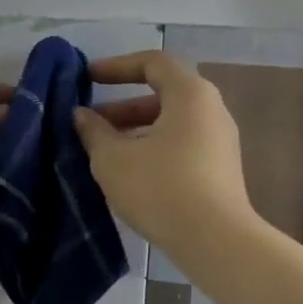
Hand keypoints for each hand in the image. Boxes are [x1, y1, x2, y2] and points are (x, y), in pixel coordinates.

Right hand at [72, 51, 254, 253]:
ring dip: (135, 131)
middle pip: (163, 94)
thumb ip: (94, 132)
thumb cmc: (160, 188)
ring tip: (103, 152)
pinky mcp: (220, 170)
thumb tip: (82, 116)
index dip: (116, 66)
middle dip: (122, 107)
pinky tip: (129, 173)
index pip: (152, 62)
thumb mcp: (113, 159)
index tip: (87, 78)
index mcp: (190, 95)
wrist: (215, 241)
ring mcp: (220, 141)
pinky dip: (153, 148)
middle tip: (90, 123)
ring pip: (171, 123)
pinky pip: (182, 145)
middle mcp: (211, 110)